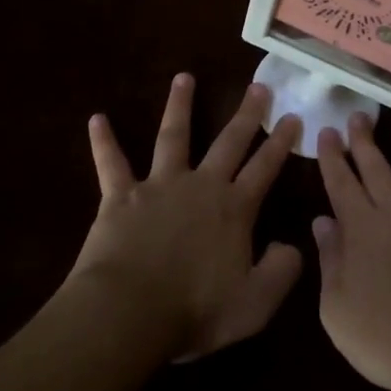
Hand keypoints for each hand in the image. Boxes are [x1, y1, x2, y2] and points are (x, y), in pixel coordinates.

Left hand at [71, 74, 304, 361]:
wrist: (129, 312)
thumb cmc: (195, 310)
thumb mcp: (255, 303)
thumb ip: (282, 272)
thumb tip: (294, 246)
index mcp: (234, 209)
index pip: (265, 168)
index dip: (281, 143)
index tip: (293, 117)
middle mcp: (201, 186)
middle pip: (229, 142)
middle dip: (246, 114)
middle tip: (258, 86)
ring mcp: (159, 186)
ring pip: (173, 137)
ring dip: (179, 106)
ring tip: (183, 77)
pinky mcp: (121, 196)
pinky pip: (111, 163)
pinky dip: (103, 141)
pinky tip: (96, 118)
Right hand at [313, 113, 390, 390]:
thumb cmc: (385, 337)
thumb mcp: (337, 308)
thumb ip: (330, 260)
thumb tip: (323, 222)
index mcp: (361, 229)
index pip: (342, 182)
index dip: (332, 157)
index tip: (326, 132)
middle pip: (378, 167)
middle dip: (364, 140)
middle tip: (358, 115)